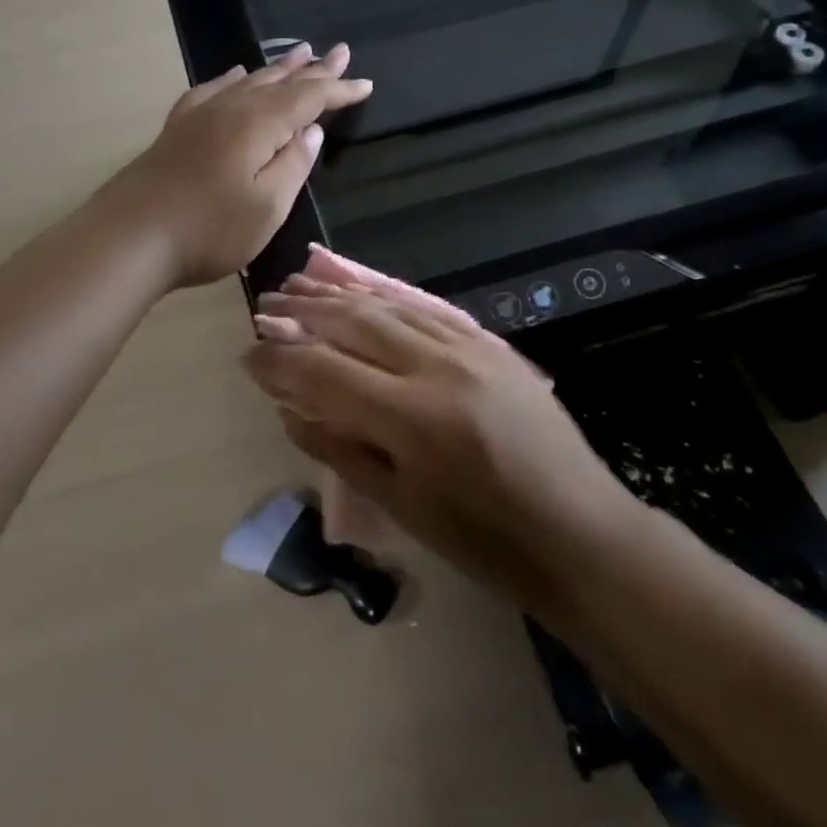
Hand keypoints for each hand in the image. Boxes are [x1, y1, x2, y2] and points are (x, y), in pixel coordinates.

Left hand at [104, 44, 371, 289]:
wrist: (129, 238)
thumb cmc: (208, 230)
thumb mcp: (267, 207)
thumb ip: (293, 165)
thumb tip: (312, 131)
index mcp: (258, 125)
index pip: (308, 99)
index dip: (338, 90)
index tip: (365, 84)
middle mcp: (230, 109)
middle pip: (279, 82)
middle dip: (313, 69)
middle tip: (339, 52)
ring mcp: (199, 116)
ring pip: (247, 81)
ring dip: (277, 69)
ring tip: (299, 53)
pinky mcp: (176, 130)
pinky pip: (212, 90)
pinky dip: (231, 79)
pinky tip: (235, 75)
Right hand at [245, 275, 630, 607]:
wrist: (579, 531)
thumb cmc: (485, 540)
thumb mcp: (402, 506)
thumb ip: (340, 450)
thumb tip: (290, 409)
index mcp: (412, 418)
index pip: (324, 372)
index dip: (278, 362)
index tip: (247, 358)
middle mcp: (438, 368)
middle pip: (354, 324)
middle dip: (303, 314)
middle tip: (265, 308)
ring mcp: (471, 349)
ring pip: (390, 307)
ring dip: (340, 296)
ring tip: (301, 286)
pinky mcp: (492, 344)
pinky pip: (427, 310)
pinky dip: (387, 299)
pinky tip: (363, 292)